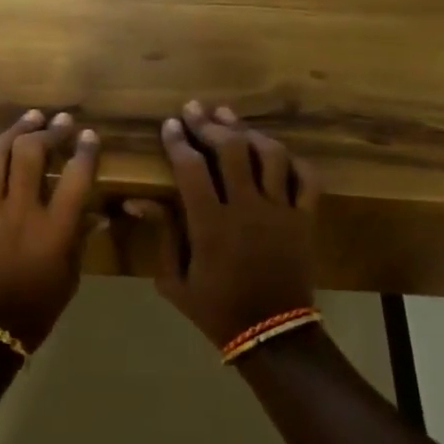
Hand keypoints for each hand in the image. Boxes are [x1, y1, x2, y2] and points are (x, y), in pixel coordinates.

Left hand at [0, 110, 100, 351]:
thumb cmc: (34, 311)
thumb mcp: (69, 279)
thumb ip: (79, 240)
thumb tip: (94, 213)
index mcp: (53, 231)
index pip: (76, 178)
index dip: (85, 151)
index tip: (89, 136)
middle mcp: (19, 213)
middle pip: (31, 155)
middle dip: (48, 131)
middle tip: (59, 121)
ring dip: (13, 132)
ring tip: (28, 119)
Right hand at [121, 102, 320, 348]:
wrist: (272, 335)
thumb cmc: (216, 308)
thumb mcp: (174, 280)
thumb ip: (161, 234)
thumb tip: (136, 200)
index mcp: (211, 224)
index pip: (191, 167)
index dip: (178, 141)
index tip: (170, 124)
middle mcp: (247, 208)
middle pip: (231, 150)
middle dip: (210, 124)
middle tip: (195, 109)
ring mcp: (281, 211)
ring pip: (270, 155)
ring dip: (248, 132)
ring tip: (230, 118)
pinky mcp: (305, 219)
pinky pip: (306, 179)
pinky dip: (293, 161)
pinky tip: (276, 152)